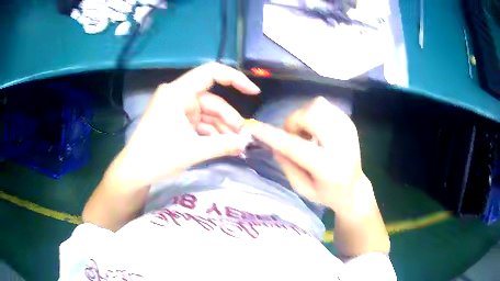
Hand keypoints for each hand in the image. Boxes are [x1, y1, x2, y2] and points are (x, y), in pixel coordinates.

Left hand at [108, 63, 259, 189]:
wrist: (134, 172)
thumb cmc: (158, 157)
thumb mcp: (193, 151)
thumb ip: (223, 145)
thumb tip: (246, 143)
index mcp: (177, 93)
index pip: (211, 73)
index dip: (235, 79)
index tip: (253, 92)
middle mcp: (177, 95)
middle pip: (211, 100)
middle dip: (228, 118)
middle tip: (243, 136)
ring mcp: (176, 108)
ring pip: (206, 113)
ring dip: (221, 128)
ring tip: (236, 144)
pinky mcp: (176, 121)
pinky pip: (199, 122)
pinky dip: (211, 133)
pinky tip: (223, 145)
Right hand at [248, 97, 373, 215]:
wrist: (354, 189)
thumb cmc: (327, 193)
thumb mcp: (302, 188)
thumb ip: (286, 164)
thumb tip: (272, 142)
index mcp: (328, 168)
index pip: (296, 147)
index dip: (272, 136)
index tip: (253, 127)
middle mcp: (341, 145)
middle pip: (311, 115)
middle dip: (294, 121)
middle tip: (294, 136)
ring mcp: (348, 131)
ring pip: (319, 105)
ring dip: (305, 116)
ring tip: (308, 134)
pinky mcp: (350, 123)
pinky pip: (326, 106)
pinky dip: (315, 114)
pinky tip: (318, 130)